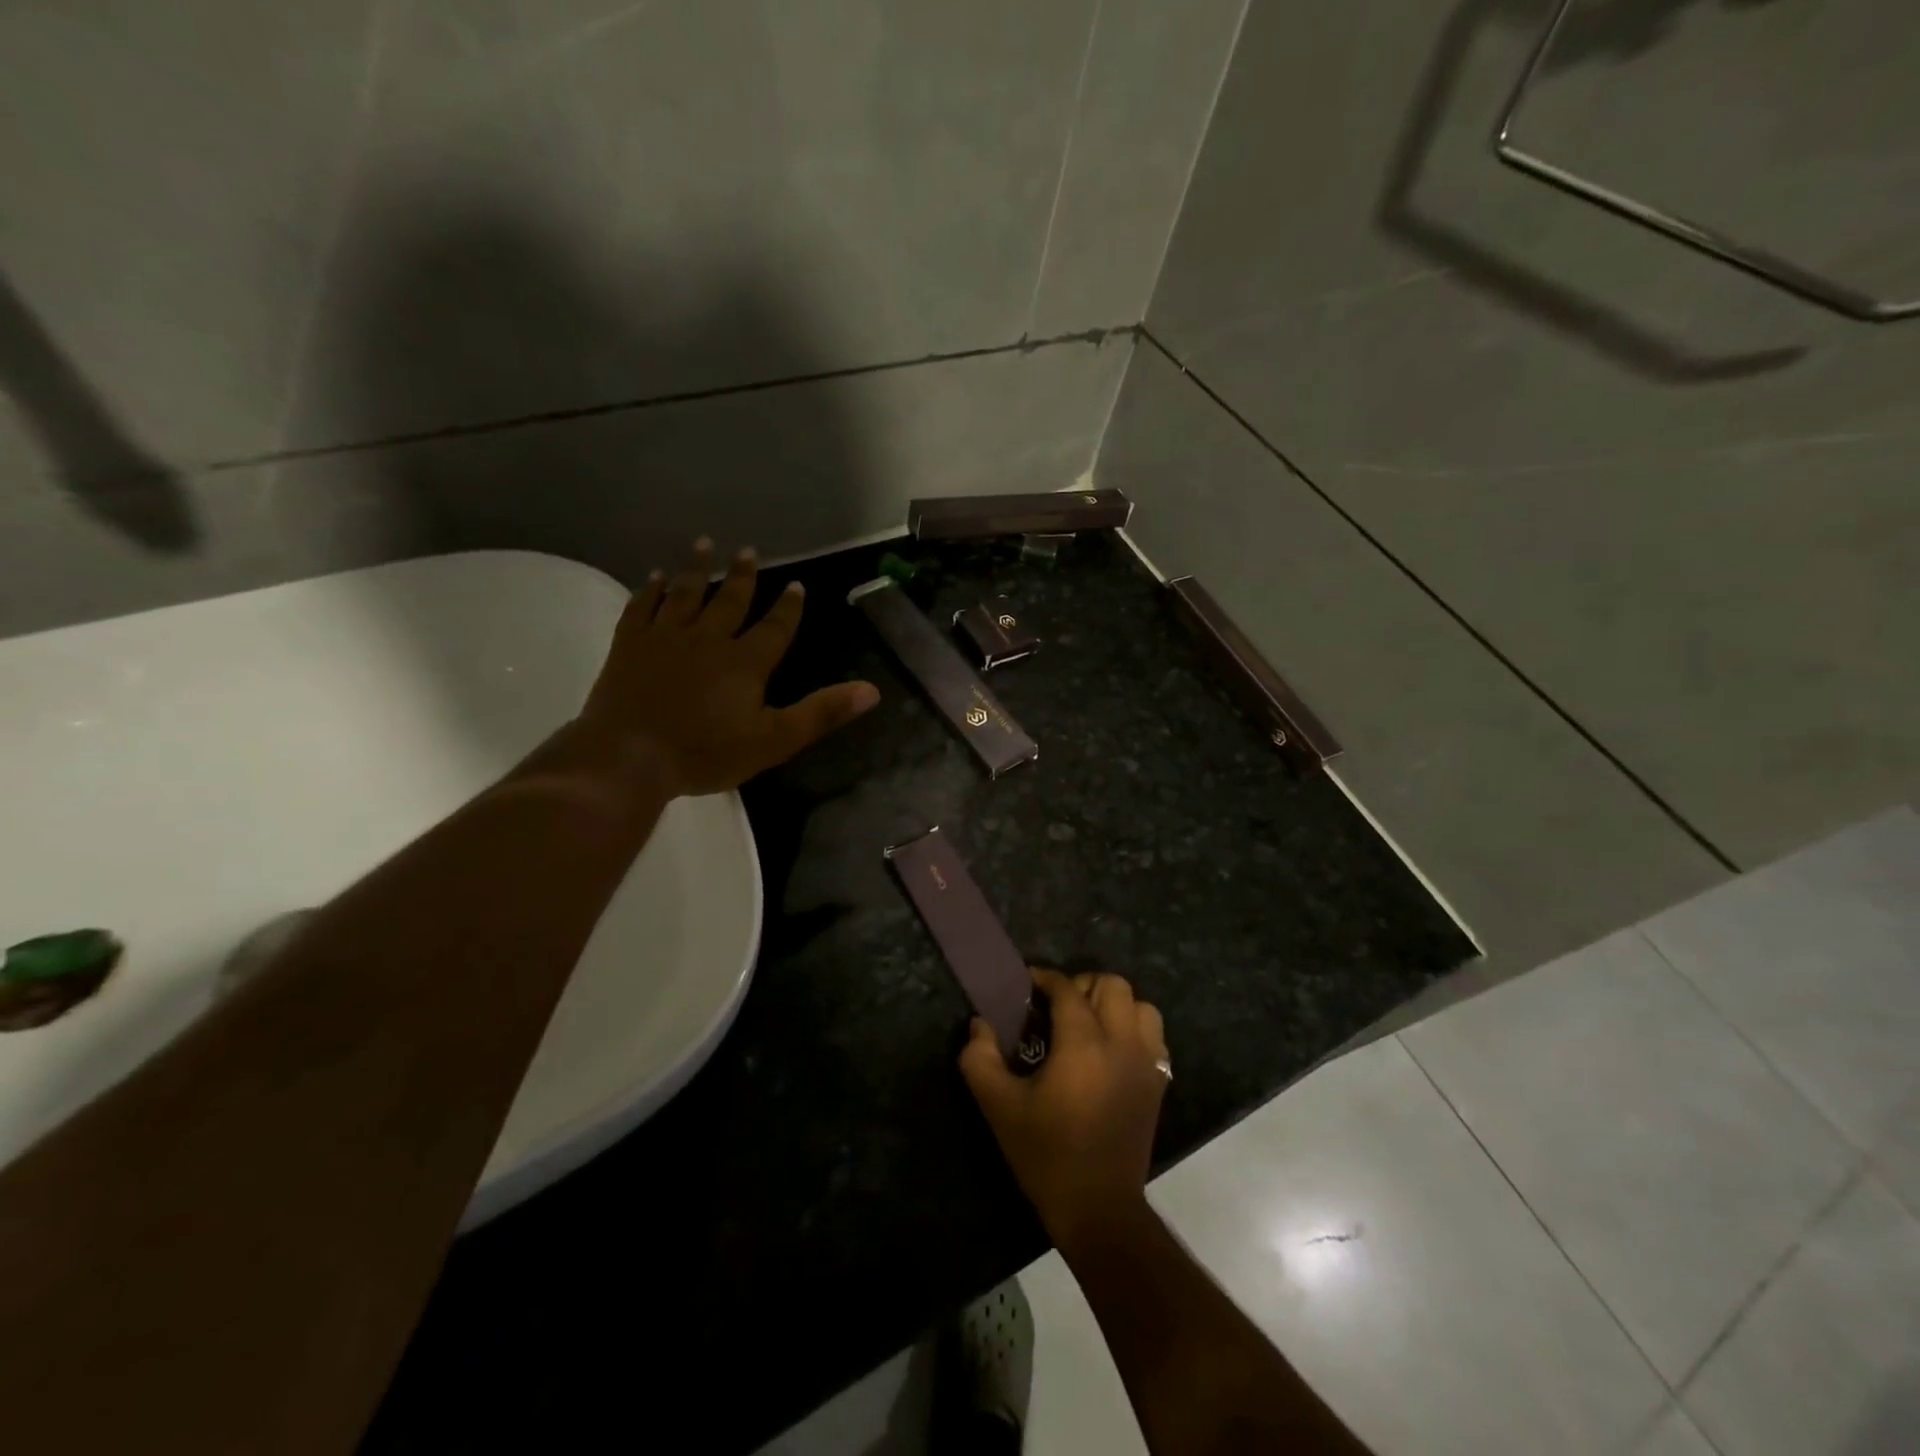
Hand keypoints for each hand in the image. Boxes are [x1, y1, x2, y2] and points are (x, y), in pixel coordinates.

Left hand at [580, 538, 879, 796]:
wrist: (629, 757)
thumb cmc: (705, 753)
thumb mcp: (775, 740)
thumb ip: (822, 713)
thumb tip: (872, 691)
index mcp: (745, 662)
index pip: (775, 628)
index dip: (788, 607)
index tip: (796, 585)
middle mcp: (708, 639)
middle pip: (729, 600)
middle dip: (742, 576)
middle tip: (749, 552)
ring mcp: (665, 638)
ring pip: (685, 594)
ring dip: (697, 568)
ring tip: (704, 544)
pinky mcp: (629, 645)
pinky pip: (642, 607)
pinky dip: (650, 590)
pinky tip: (655, 577)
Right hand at [960, 969, 1169, 1252]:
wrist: (1098, 1208)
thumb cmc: (1046, 1154)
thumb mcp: (999, 1107)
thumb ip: (980, 1058)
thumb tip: (979, 1024)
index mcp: (1083, 1044)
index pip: (1067, 989)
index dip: (1044, 978)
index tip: (1025, 984)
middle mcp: (1121, 1043)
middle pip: (1112, 985)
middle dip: (1082, 985)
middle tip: (1057, 1007)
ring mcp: (1146, 1063)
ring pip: (1140, 1006)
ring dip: (1114, 1004)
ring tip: (1088, 1024)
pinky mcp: (1158, 1083)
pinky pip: (1154, 1036)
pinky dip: (1135, 1029)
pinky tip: (1112, 1049)